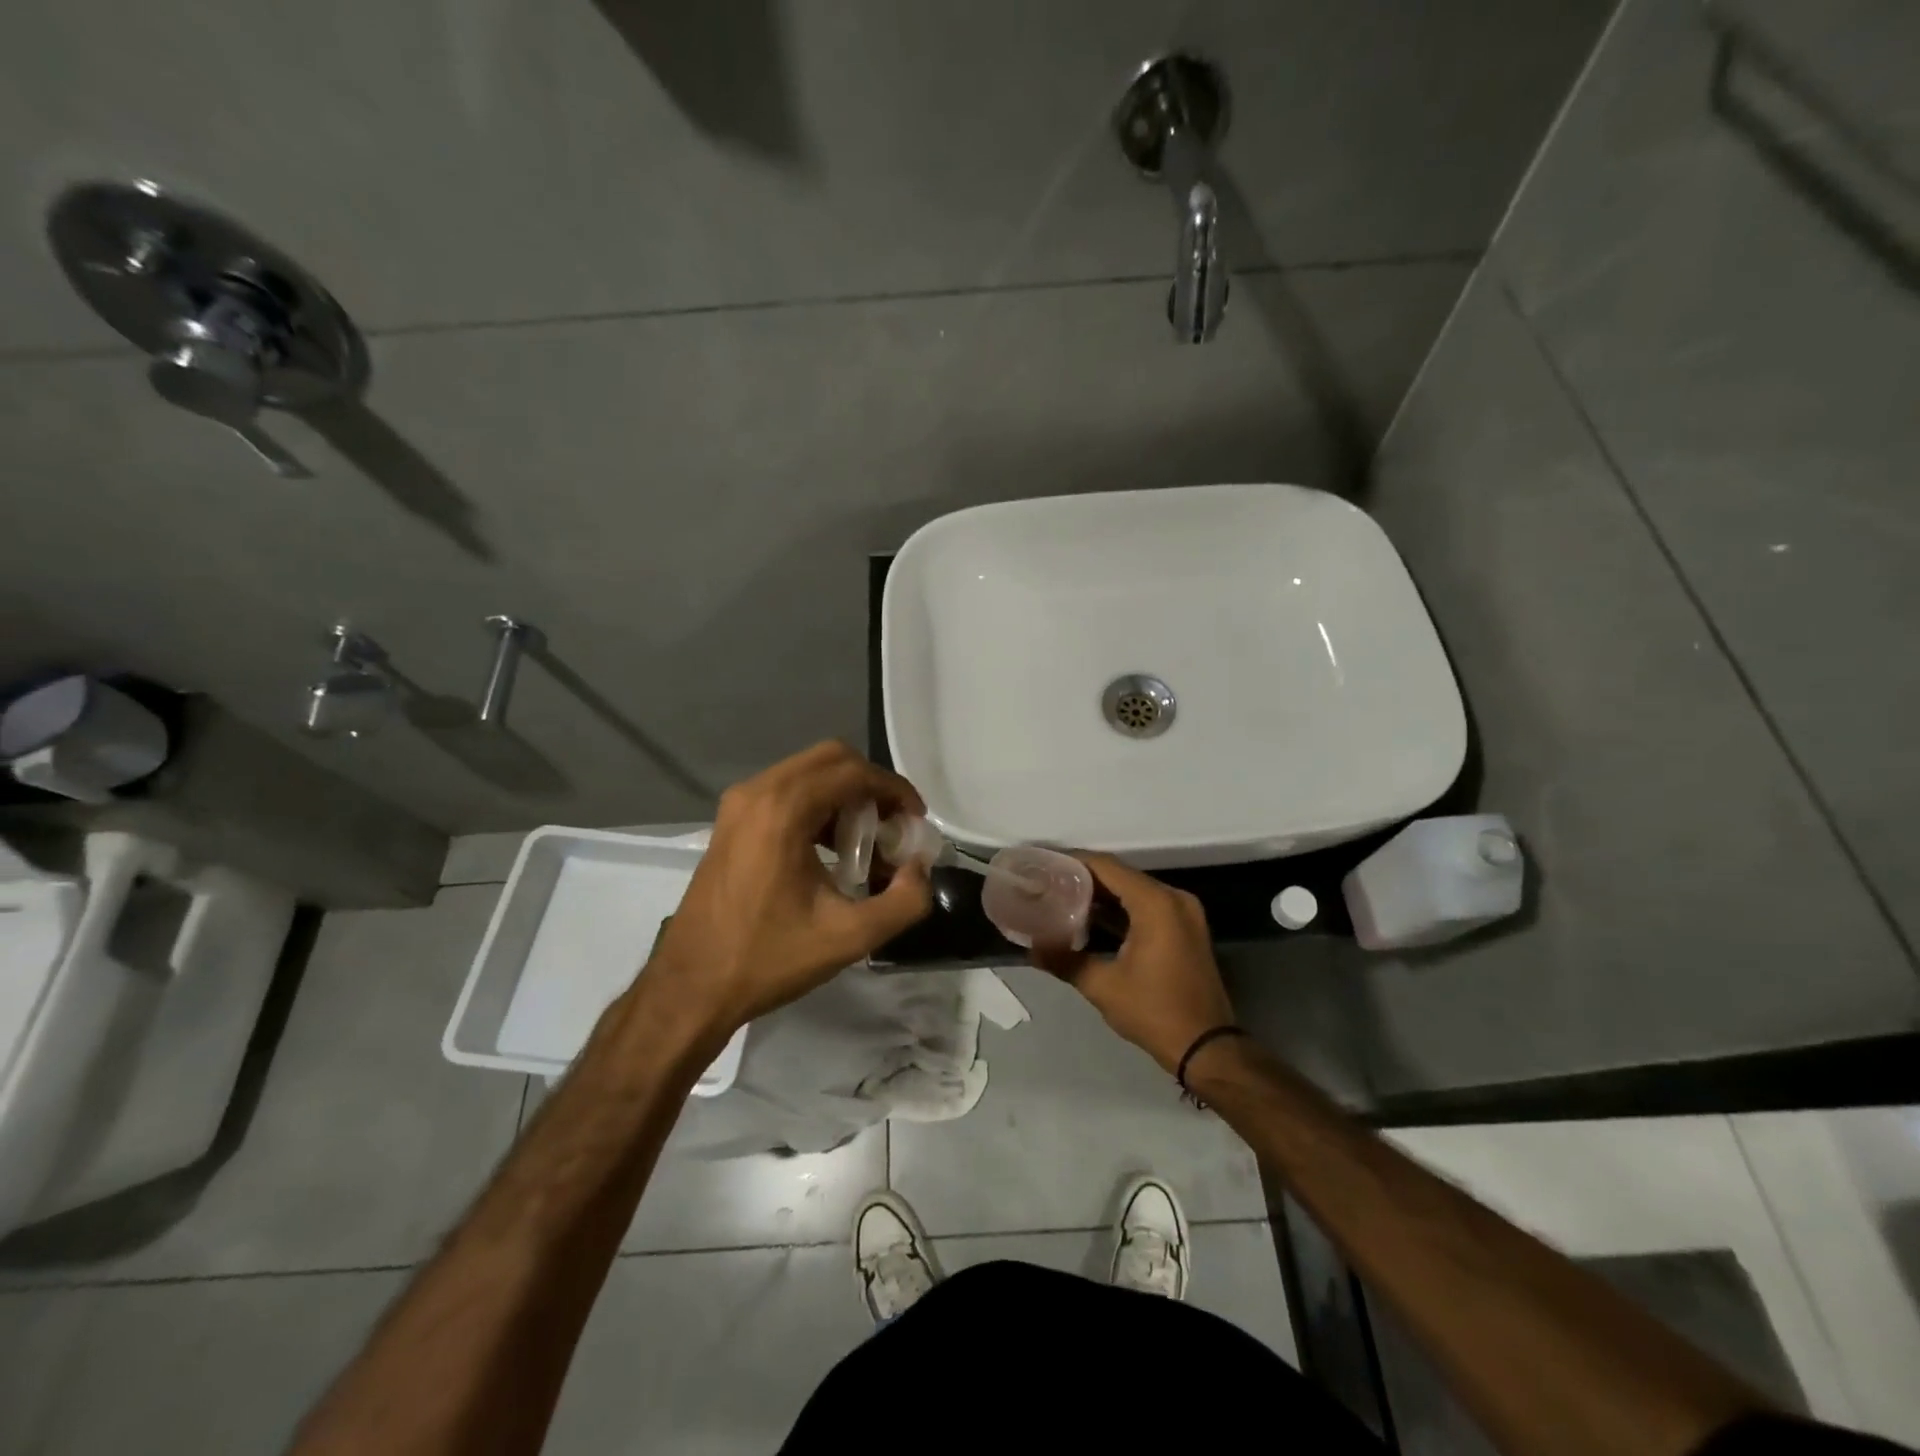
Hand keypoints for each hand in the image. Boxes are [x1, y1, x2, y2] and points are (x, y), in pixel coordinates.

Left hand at [642, 741, 933, 1038]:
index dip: (894, 790)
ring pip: (807, 772)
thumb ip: (904, 902)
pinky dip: (817, 805)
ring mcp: (738, 804)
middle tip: (892, 826)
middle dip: (871, 786)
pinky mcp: (730, 821)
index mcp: (783, 809)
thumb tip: (919, 870)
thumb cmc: (767, 959)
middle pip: (831, 759)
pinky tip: (829, 851)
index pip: (854, 772)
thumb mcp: (849, 938)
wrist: (691, 988)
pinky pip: (785, 791)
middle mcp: (757, 792)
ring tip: (866, 843)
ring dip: (844, 795)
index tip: (915, 822)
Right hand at [1032, 854, 1235, 1073]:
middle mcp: (1173, 898)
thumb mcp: (1102, 986)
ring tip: (1063, 898)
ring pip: (1134, 890)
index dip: (1073, 861)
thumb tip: (1031, 948)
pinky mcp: (1186, 929)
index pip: (1107, 867)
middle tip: (1049, 882)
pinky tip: (1092, 920)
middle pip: (1121, 875)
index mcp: (1155, 903)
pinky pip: (1148, 906)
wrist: (1207, 1048)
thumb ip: (1064, 960)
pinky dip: (1122, 909)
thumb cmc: (1154, 1011)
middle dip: (1085, 878)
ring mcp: (1184, 913)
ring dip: (1102, 895)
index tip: (1045, 864)